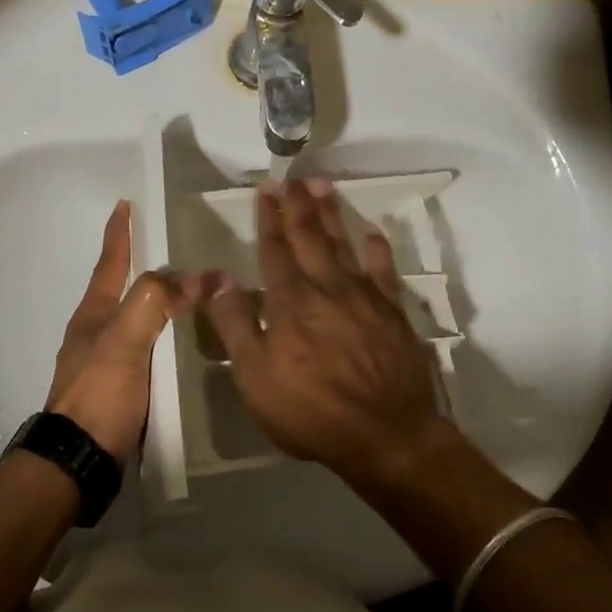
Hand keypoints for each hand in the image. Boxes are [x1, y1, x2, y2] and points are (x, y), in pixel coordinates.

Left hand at [45, 200, 183, 464]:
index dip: (119, 234)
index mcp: (94, 315)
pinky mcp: (119, 390)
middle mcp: (97, 333)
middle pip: (122, 289)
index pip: (111, 264)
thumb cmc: (98, 395)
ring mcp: (106, 363)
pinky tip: (183, 347)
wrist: (79, 460)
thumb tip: (197, 276)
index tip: (124, 205)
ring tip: (189, 296)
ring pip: (137, 320)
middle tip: (174, 251)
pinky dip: (165, 338)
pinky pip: (147, 350)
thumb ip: (154, 303)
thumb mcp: (124, 341)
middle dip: (143, 268)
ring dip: (158, 304)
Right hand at [195, 178, 452, 489]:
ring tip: (323, 186)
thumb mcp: (255, 376)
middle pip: (310, 237)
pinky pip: (384, 269)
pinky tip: (372, 231)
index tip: (265, 191)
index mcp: (290, 301)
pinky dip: (377, 247)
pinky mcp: (393, 311)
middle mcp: (327, 287)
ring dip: (332, 214)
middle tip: (292, 178)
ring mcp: (364, 297)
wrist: (385, 433)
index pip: (274, 251)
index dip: (268, 220)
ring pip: (345, 244)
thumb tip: (218, 278)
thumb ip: (236, 324)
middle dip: (297, 206)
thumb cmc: (310, 411)